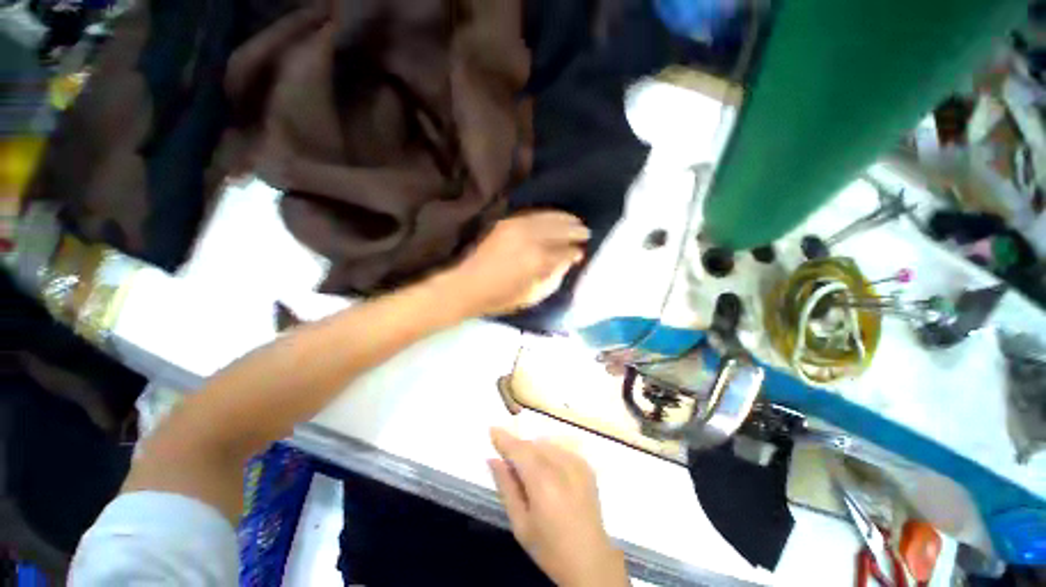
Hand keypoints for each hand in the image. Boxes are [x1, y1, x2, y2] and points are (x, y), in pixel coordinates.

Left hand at [445, 212, 589, 315]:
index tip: (582, 253)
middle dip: (576, 230)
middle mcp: (531, 238)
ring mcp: (518, 227)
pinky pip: (534, 214)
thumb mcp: (533, 296)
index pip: (566, 251)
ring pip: (549, 217)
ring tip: (576, 221)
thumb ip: (554, 277)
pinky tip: (554, 218)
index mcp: (539, 260)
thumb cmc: (501, 298)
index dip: (576, 251)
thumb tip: (567, 262)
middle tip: (586, 233)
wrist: (468, 285)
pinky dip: (548, 215)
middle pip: (561, 229)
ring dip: (565, 218)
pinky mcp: (507, 222)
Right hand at [488, 428, 629, 586]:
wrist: (591, 561)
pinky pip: (560, 450)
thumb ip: (506, 487)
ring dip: (533, 451)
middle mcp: (561, 465)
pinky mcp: (586, 465)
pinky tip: (548, 474)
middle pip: (533, 445)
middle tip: (508, 462)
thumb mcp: (520, 523)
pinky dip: (548, 454)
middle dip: (518, 448)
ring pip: (546, 444)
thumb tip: (493, 459)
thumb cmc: (549, 548)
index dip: (504, 438)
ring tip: (529, 473)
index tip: (492, 429)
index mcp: (543, 481)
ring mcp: (577, 462)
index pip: (519, 450)